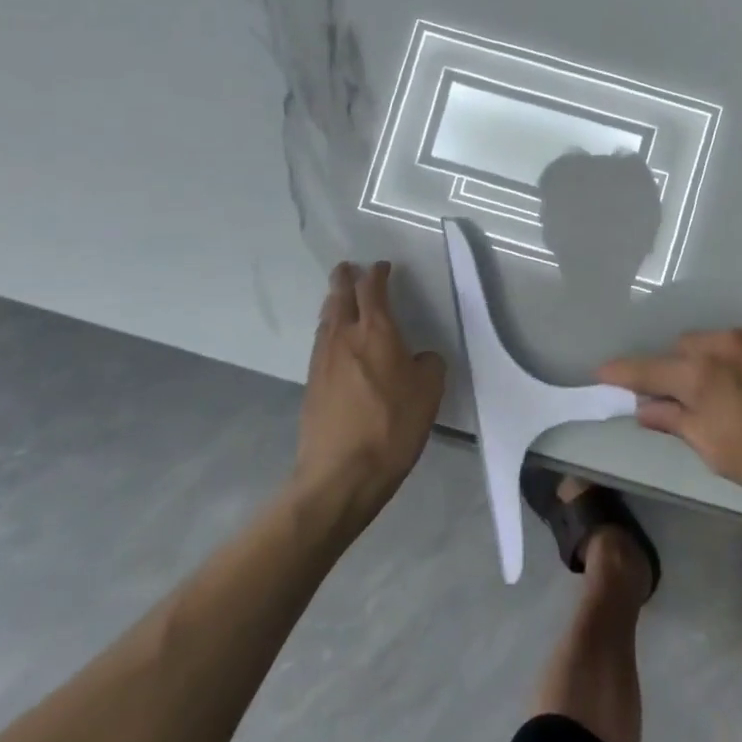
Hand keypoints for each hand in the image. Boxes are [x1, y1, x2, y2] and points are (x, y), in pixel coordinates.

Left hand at [292, 261, 445, 521]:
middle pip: (340, 296)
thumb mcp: (430, 391)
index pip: (373, 290)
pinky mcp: (311, 385)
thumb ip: (427, 364)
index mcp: (376, 331)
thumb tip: (418, 358)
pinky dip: (328, 331)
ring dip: (334, 303)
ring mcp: (322, 361)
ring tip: (339, 299)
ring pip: (326, 319)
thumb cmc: (393, 426)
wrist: (341, 474)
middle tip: (347, 268)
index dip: (377, 274)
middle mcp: (344, 337)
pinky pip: (321, 344)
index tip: (382, 267)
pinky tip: (335, 342)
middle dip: (344, 279)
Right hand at [599, 316, 741, 523]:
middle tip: (701, 397)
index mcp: (702, 375)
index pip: (648, 370)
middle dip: (686, 369)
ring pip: (730, 339)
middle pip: (689, 347)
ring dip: (730, 361)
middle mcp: (728, 341)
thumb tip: (646, 407)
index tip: (604, 372)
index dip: (623, 373)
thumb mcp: (721, 454)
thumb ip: (678, 422)